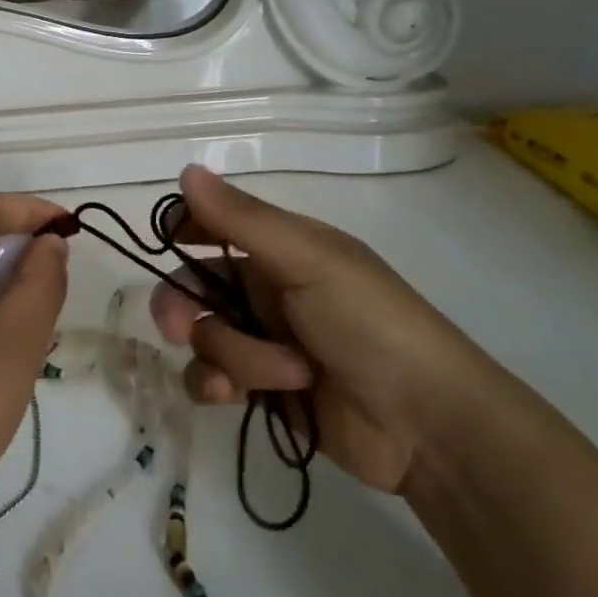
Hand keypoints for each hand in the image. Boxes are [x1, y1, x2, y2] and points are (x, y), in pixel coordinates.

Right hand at [150, 166, 497, 493]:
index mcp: (282, 250)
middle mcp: (267, 291)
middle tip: (179, 328)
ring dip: (228, 356)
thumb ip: (243, 220)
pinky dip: (217, 386)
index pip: (217, 224)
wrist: (429, 426)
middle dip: (182, 305)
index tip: (167, 241)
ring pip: (204, 338)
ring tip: (279, 374)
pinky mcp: (263, 391)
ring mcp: (264, 343)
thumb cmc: (372, 325)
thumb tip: (186, 170)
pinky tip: (235, 397)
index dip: (185, 227)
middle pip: (194, 286)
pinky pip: (211, 379)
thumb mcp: (310, 261)